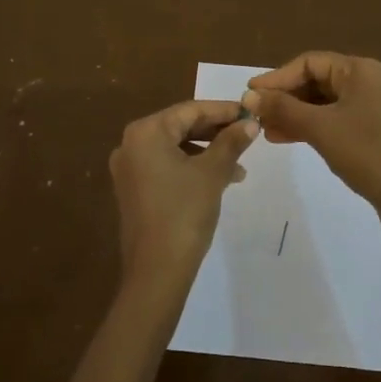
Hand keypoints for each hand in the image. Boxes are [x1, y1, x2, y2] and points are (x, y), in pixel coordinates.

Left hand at [108, 100, 257, 290]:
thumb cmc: (184, 213)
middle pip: (181, 127)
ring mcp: (130, 168)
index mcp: (146, 132)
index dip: (223, 111)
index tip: (250, 113)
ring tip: (239, 167)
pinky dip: (192, 167)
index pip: (190, 110)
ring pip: (176, 148)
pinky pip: (166, 166)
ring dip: (207, 152)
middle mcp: (131, 144)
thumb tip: (250, 123)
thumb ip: (231, 142)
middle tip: (247, 136)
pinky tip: (219, 180)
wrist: (156, 271)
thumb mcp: (212, 173)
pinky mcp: (134, 189)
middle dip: (216, 132)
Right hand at [243, 53, 380, 241]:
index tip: (250, 94)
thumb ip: (282, 108)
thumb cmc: (367, 154)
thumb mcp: (320, 128)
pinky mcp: (372, 131)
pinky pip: (333, 120)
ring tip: (265, 130)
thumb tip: (249, 95)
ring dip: (293, 114)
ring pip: (323, 103)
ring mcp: (372, 108)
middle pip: (316, 80)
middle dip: (284, 97)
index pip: (309, 62)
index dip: (277, 77)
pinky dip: (310, 126)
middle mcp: (368, 82)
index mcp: (360, 71)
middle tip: (256, 114)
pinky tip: (285, 138)